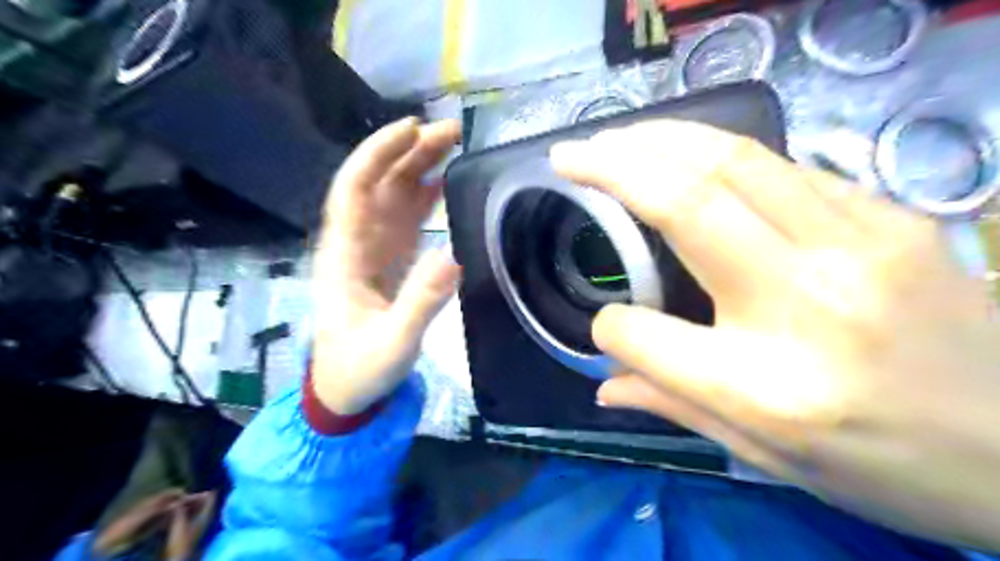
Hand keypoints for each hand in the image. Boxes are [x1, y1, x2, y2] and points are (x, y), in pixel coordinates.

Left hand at [312, 119, 458, 415]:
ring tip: (453, 145)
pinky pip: (406, 219)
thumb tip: (455, 255)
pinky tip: (444, 183)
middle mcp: (355, 242)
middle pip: (379, 183)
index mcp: (345, 256)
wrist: (347, 391)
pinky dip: (424, 197)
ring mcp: (373, 250)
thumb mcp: (393, 342)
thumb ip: (421, 302)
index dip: (379, 154)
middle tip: (452, 130)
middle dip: (409, 151)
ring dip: (419, 167)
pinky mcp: (389, 261)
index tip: (413, 129)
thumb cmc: (361, 368)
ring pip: (393, 196)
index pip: (355, 189)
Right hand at [550, 120, 998, 549]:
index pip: (642, 336)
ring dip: (660, 140)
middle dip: (613, 167)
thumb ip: (673, 406)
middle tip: (571, 154)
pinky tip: (689, 159)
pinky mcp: (889, 216)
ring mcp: (856, 246)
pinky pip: (782, 170)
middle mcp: (805, 303)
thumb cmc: (887, 465)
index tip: (607, 329)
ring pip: (733, 162)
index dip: (608, 329)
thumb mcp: (766, 458)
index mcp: (766, 388)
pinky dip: (718, 155)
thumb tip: (603, 385)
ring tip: (614, 140)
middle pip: (686, 205)